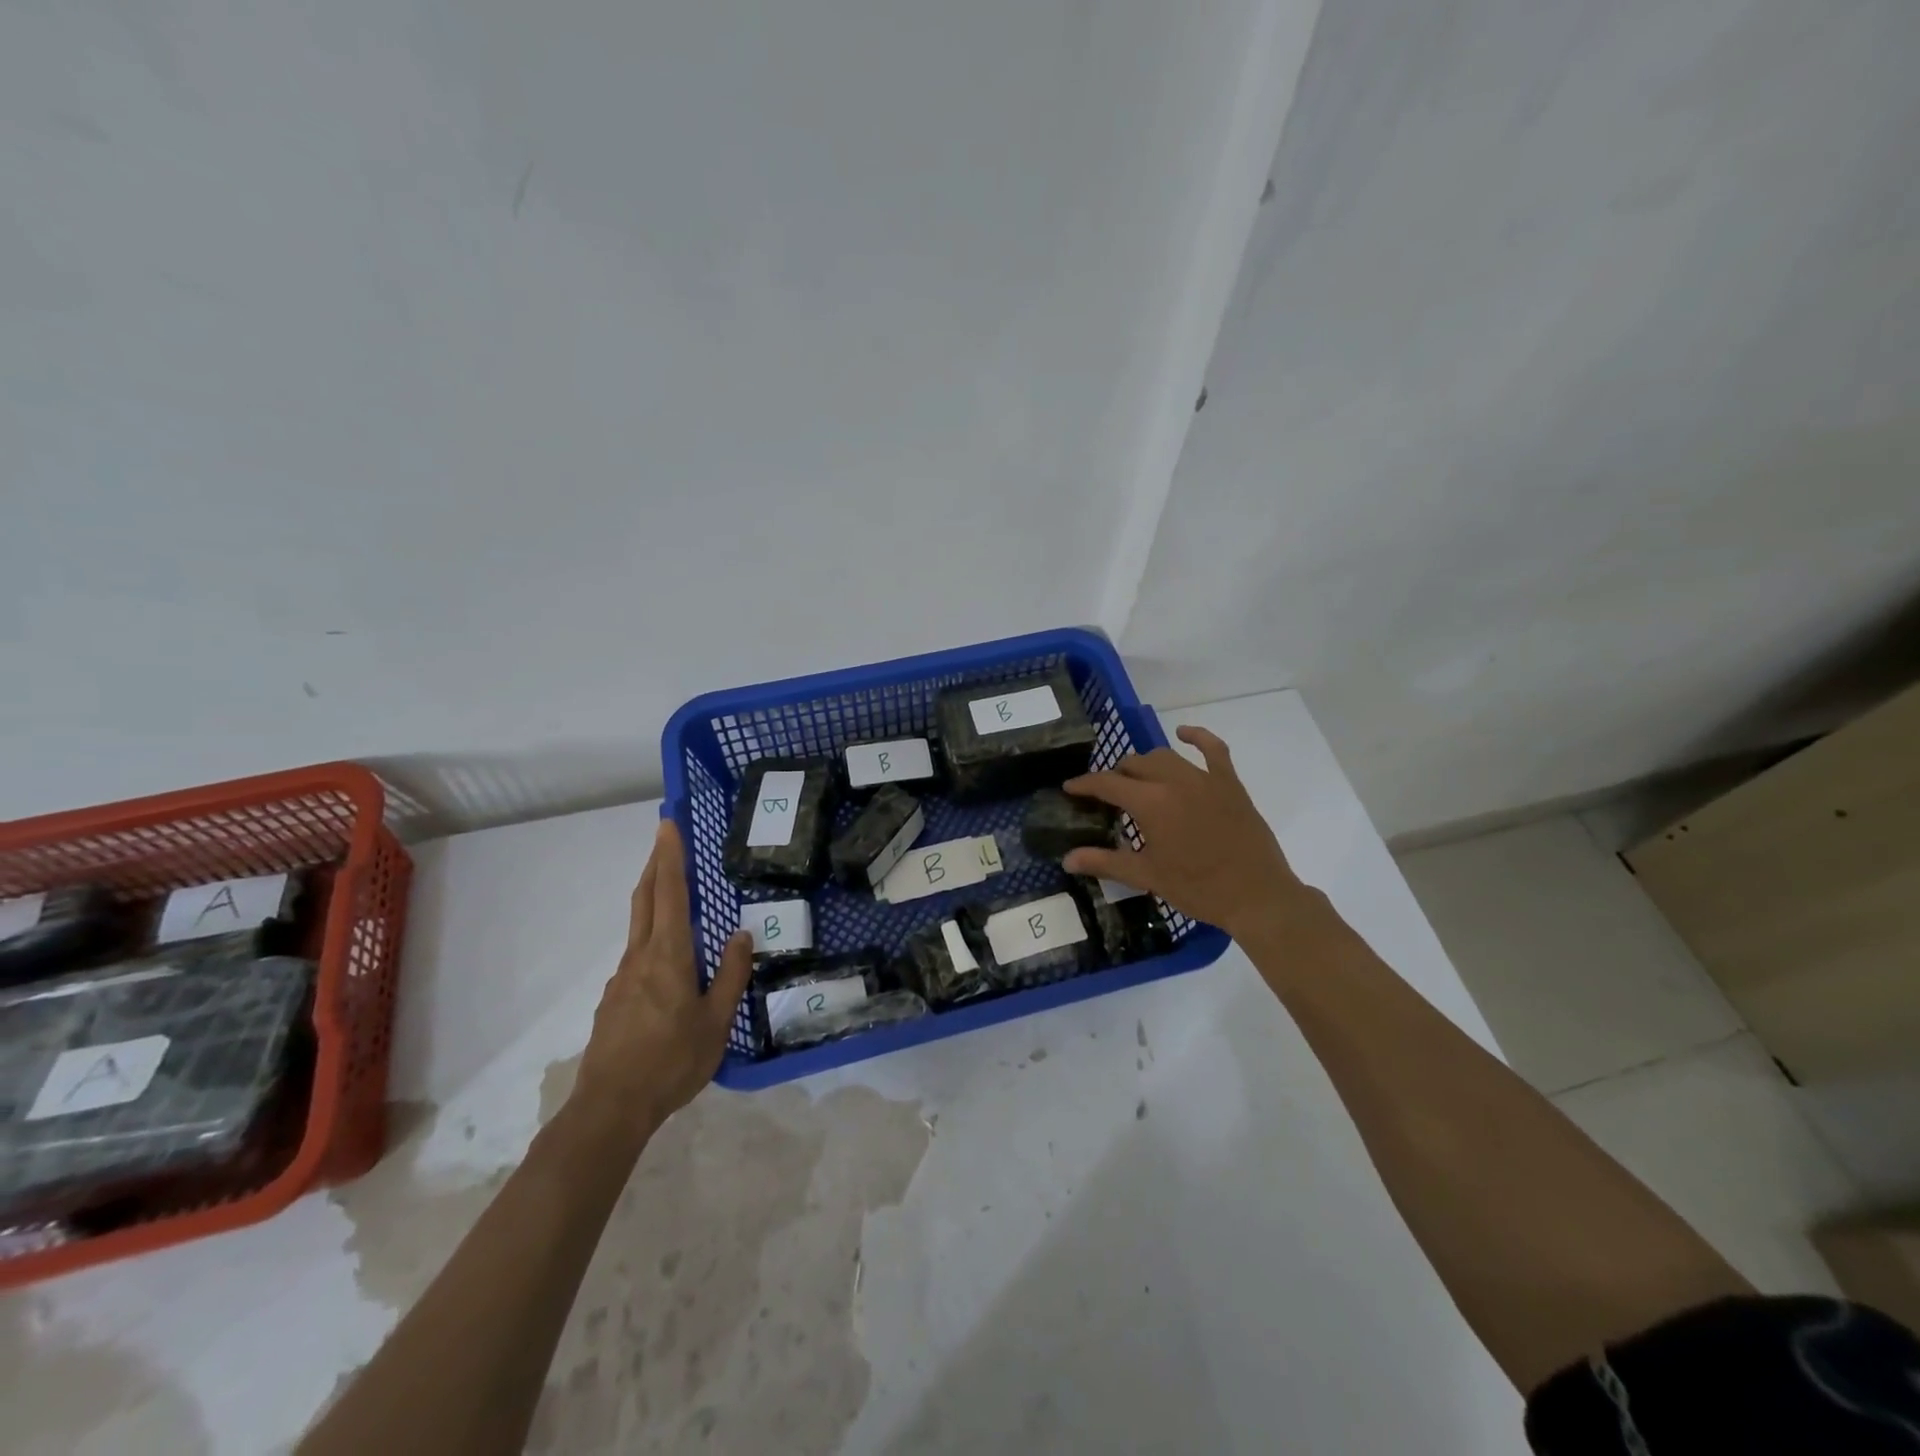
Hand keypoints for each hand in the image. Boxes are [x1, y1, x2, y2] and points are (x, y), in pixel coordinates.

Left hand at [572, 820, 752, 1140]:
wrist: (611, 1108)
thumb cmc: (672, 1061)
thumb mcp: (717, 1022)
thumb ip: (731, 975)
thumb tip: (741, 935)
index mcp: (669, 956)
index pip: (670, 893)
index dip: (670, 857)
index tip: (668, 825)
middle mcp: (640, 957)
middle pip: (645, 899)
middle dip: (655, 864)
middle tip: (664, 838)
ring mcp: (622, 978)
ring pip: (638, 926)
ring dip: (652, 897)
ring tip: (671, 891)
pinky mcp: (614, 999)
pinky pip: (636, 954)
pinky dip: (651, 935)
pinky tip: (666, 960)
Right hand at [1062, 726, 1309, 942]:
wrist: (1257, 896)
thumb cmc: (1198, 889)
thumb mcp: (1147, 876)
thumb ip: (1105, 862)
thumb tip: (1068, 859)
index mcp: (1151, 803)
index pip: (1107, 783)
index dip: (1085, 784)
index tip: (1070, 788)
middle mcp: (1174, 781)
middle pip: (1134, 765)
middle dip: (1115, 776)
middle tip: (1107, 796)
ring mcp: (1205, 778)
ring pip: (1164, 756)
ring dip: (1145, 764)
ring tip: (1137, 779)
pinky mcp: (1230, 783)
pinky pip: (1213, 749)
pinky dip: (1196, 736)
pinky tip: (1183, 733)